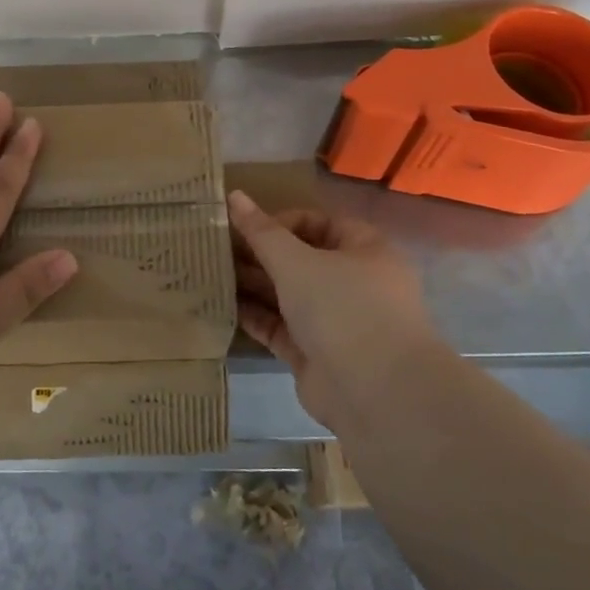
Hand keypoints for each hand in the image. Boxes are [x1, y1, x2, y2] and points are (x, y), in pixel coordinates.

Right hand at [227, 190, 435, 432]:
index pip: (319, 223)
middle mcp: (354, 283)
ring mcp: (336, 322)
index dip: (281, 222)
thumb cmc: (343, 308)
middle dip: (261, 255)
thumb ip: (262, 232)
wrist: (377, 394)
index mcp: (365, 250)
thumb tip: (234, 195)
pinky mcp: (317, 355)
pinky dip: (256, 317)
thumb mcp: (296, 261)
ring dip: (254, 285)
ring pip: (289, 295)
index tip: (244, 228)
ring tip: (212, 274)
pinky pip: (281, 328)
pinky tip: (223, 306)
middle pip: (301, 259)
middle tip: (218, 250)